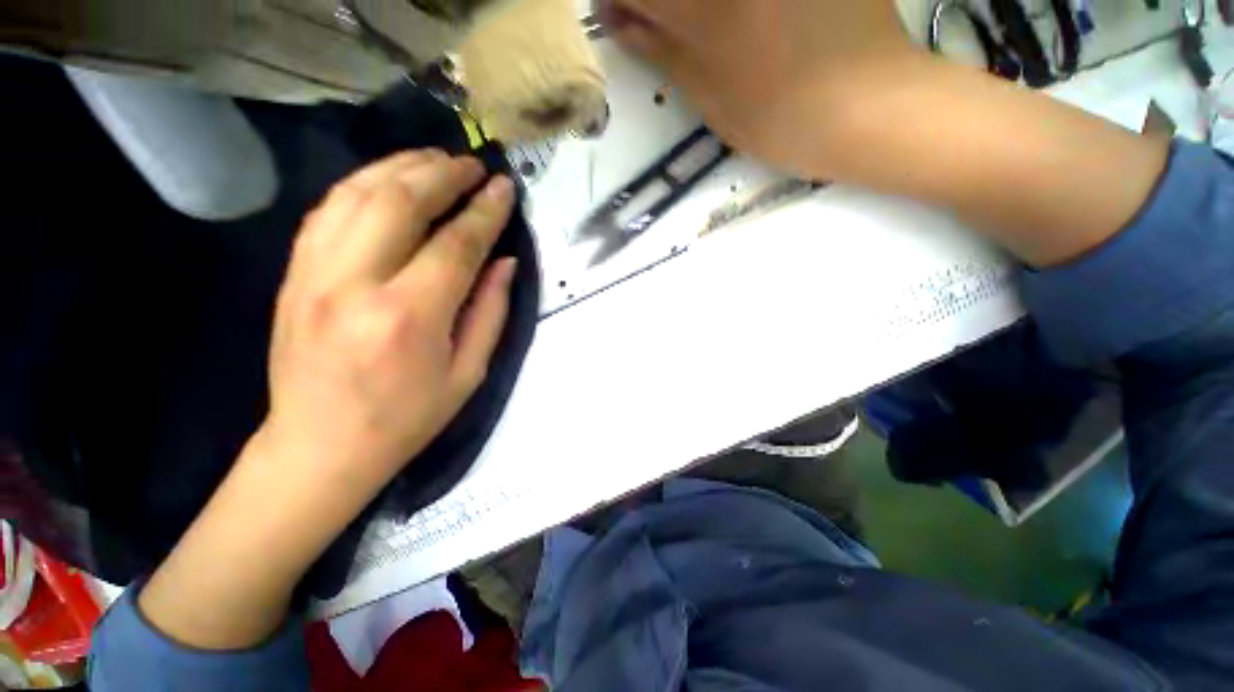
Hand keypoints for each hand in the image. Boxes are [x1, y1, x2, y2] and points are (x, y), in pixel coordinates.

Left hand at [137, 150, 517, 649]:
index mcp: (408, 317)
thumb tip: (504, 261)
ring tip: (436, 160)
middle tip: (473, 164)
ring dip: (402, 167)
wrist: (319, 446)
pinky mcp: (294, 273)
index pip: (456, 244)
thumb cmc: (407, 418)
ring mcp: (313, 273)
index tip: (505, 188)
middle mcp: (355, 284)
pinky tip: (389, 181)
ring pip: (357, 193)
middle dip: (443, 173)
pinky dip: (363, 184)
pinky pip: (328, 209)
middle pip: (400, 201)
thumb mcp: (468, 373)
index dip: (485, 211)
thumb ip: (490, 311)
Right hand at [603, 0, 917, 177]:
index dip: (620, 2)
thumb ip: (662, 50)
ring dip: (693, 7)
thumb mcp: (709, 96)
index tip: (621, 19)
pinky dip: (727, 5)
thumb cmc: (778, 118)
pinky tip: (739, 17)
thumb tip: (621, 23)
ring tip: (705, 28)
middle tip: (661, 23)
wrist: (866, 105)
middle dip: (656, 3)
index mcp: (701, 7)